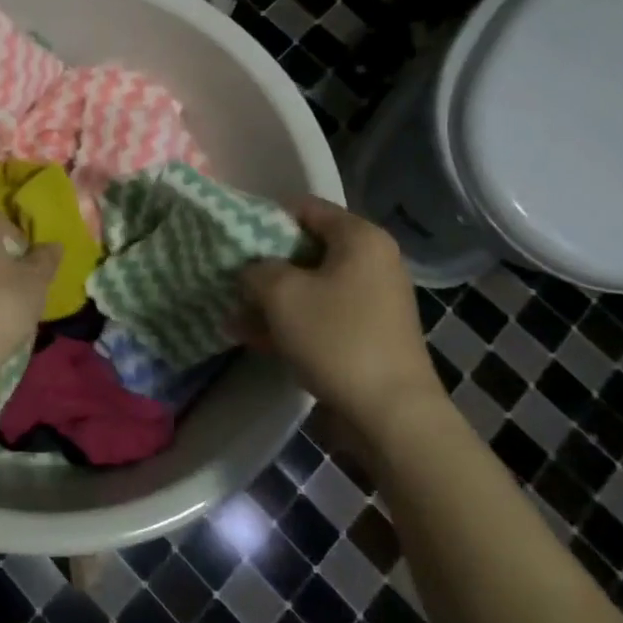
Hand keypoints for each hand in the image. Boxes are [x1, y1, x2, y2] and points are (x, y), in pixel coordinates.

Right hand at [233, 198, 446, 454]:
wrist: (391, 414)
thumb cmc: (336, 338)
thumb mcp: (280, 293)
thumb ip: (256, 270)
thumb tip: (252, 272)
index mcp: (359, 238)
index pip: (305, 208)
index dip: (265, 219)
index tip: (235, 240)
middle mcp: (372, 262)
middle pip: (306, 249)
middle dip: (265, 265)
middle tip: (230, 279)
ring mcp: (372, 300)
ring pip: (310, 286)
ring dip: (271, 299)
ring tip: (232, 315)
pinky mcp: (367, 334)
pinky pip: (321, 316)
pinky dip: (290, 323)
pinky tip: (252, 338)